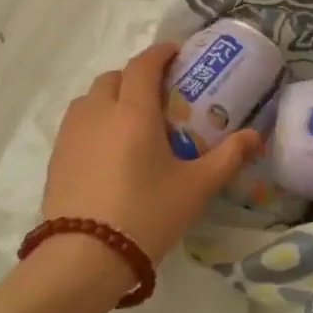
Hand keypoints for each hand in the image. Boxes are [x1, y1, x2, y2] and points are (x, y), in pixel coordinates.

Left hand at [41, 43, 258, 262]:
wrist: (84, 259)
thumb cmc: (147, 214)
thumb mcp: (197, 187)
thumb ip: (228, 156)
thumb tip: (256, 136)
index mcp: (134, 112)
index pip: (143, 65)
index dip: (160, 53)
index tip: (177, 54)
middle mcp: (99, 113)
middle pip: (114, 77)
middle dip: (135, 76)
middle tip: (159, 93)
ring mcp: (72, 135)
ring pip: (90, 98)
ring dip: (111, 96)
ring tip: (132, 119)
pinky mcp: (56, 158)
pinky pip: (77, 123)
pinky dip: (95, 120)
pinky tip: (110, 148)